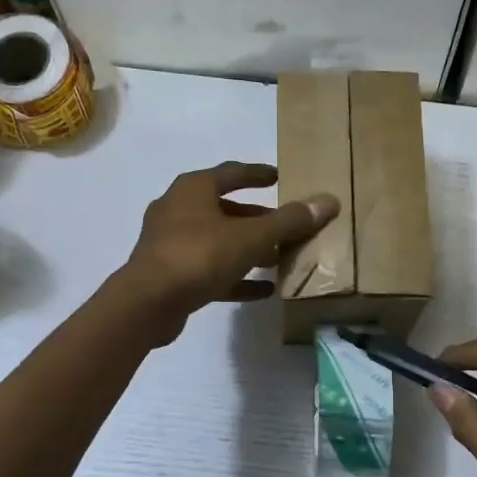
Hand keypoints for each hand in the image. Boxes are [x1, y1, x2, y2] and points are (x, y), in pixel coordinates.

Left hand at [116, 162, 339, 343]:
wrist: (148, 303)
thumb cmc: (199, 255)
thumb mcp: (251, 236)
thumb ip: (289, 221)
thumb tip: (329, 201)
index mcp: (193, 189)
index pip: (232, 173)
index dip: (258, 174)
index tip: (279, 177)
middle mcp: (178, 210)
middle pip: (225, 209)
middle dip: (256, 219)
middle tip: (285, 227)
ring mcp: (171, 244)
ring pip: (218, 242)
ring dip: (247, 249)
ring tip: (279, 259)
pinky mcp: (171, 276)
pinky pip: (211, 272)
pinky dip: (236, 277)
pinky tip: (264, 290)